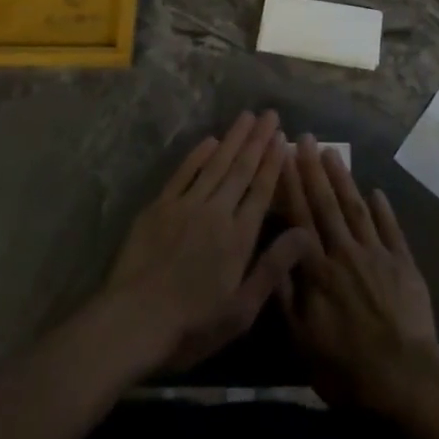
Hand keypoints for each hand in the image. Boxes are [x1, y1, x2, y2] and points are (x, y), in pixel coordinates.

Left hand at [102, 111, 313, 373]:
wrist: (133, 321)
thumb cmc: (191, 325)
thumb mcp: (241, 310)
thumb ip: (273, 268)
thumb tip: (306, 233)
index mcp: (239, 237)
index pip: (261, 190)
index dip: (273, 162)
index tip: (282, 138)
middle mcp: (217, 212)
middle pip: (241, 169)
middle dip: (258, 140)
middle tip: (270, 114)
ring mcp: (186, 205)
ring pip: (215, 164)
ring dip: (233, 138)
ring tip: (247, 116)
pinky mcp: (160, 207)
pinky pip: (183, 173)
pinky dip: (198, 154)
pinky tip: (210, 140)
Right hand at [277, 135, 438, 413]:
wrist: (404, 377)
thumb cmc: (346, 367)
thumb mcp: (302, 341)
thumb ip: (286, 295)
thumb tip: (274, 253)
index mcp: (318, 270)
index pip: (300, 218)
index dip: (292, 185)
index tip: (284, 155)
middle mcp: (345, 252)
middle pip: (327, 204)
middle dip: (314, 169)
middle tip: (306, 138)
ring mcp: (376, 254)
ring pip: (356, 208)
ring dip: (343, 179)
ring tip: (333, 153)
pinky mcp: (403, 262)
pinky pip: (390, 228)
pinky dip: (382, 208)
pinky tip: (375, 191)